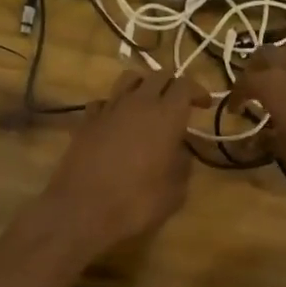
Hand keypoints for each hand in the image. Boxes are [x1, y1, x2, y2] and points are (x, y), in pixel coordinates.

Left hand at [38, 67, 207, 256]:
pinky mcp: (86, 120)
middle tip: (179, 103)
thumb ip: (182, 165)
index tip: (204, 105)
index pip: (185, 85)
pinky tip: (116, 121)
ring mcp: (109, 109)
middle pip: (159, 75)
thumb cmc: (136, 203)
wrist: (81, 211)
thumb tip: (180, 152)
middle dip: (172, 84)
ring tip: (148, 104)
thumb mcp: (175, 192)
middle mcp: (138, 103)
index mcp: (166, 116)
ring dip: (143, 86)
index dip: (197, 91)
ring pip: (129, 79)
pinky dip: (114, 105)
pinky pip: (104, 101)